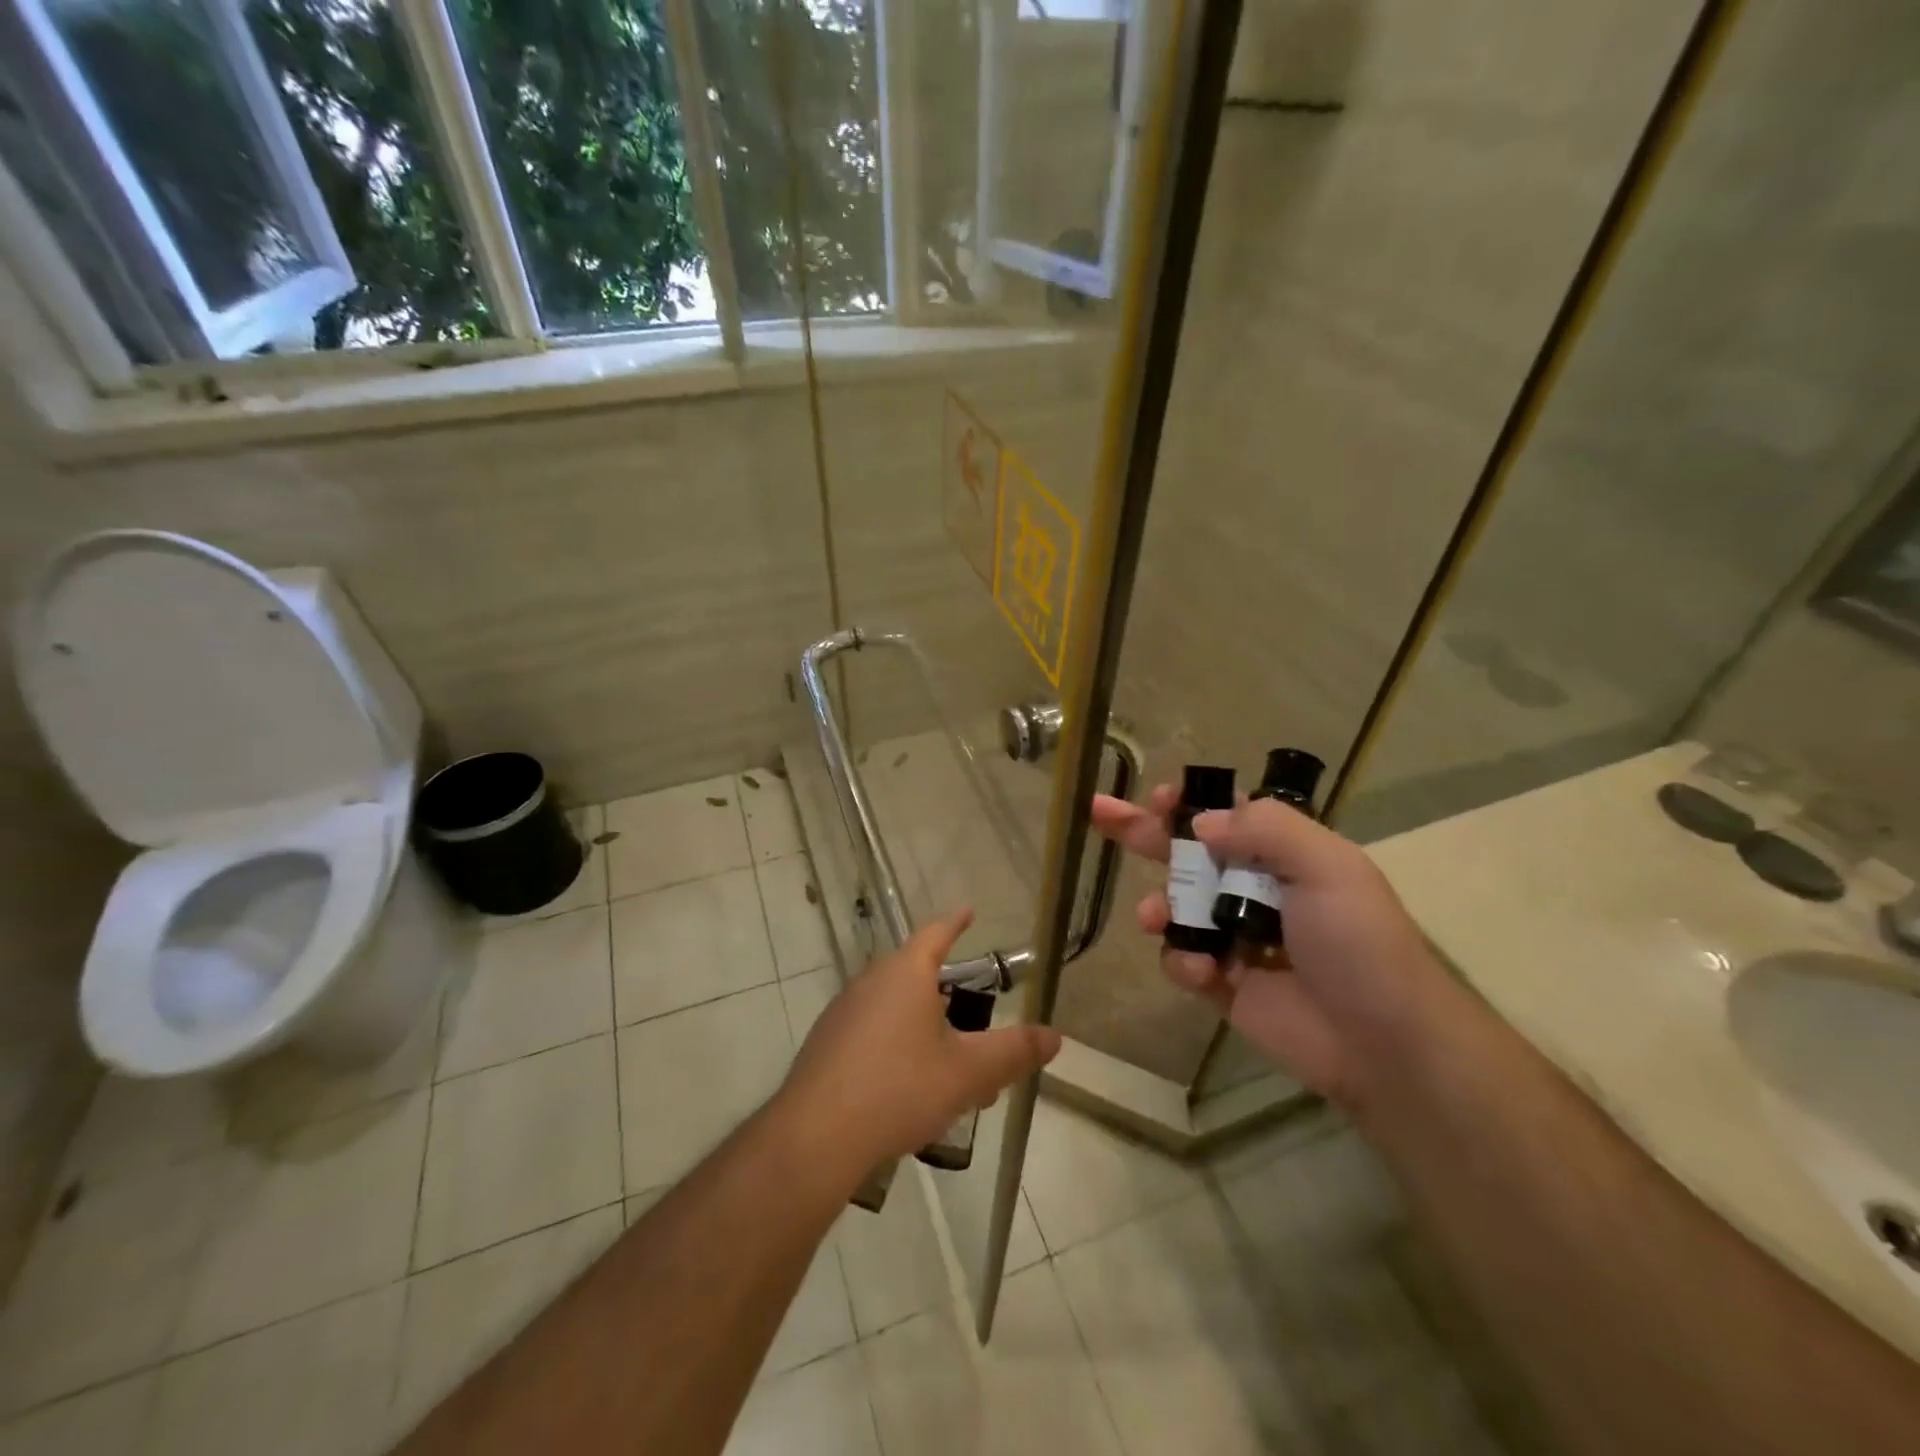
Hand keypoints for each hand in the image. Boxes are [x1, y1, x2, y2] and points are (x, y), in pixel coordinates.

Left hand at [776, 909, 1061, 1180]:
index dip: (956, 923)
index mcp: (905, 973)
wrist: (815, 1137)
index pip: (936, 934)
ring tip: (951, 1066)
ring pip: (895, 1007)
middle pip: (916, 973)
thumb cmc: (899, 1089)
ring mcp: (843, 1013)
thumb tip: (1055, 1036)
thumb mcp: (968, 1072)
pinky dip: (898, 1045)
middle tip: (977, 1018)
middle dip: (949, 993)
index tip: (968, 912)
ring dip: (925, 1026)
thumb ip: (1014, 1051)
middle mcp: (871, 982)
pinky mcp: (827, 1045)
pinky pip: (873, 1031)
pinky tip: (909, 1088)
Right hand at [1091, 789, 1450, 1113]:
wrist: (1380, 1041)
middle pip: (1185, 852)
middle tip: (1098, 811)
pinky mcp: (1220, 982)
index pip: (1224, 815)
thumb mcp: (1326, 866)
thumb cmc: (1357, 940)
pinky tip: (1204, 974)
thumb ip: (1264, 829)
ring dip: (1158, 906)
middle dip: (1141, 832)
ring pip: (1174, 906)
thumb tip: (1200, 822)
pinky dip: (1183, 961)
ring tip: (1155, 918)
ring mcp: (1233, 936)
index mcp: (1281, 854)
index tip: (1158, 798)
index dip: (1188, 803)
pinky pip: (1181, 959)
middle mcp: (1251, 888)